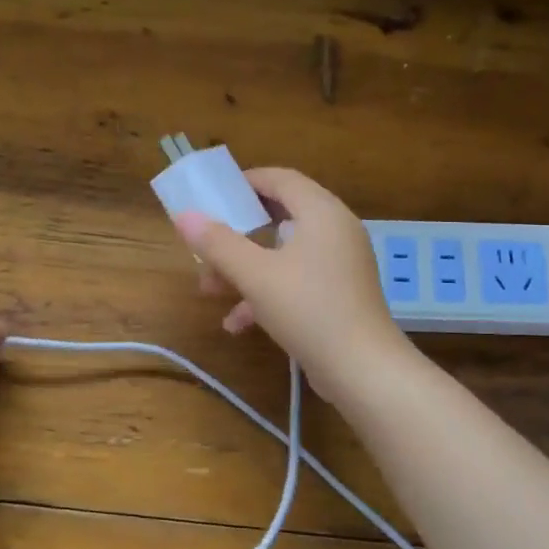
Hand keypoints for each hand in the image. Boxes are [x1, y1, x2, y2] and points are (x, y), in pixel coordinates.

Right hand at [174, 167, 415, 399]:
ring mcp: (341, 264)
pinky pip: (297, 280)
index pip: (281, 179)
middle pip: (280, 218)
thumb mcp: (256, 275)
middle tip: (207, 247)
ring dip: (245, 268)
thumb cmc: (308, 309)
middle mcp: (336, 230)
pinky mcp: (340, 294)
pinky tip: (238, 323)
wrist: (363, 369)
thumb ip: (219, 244)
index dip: (245, 182)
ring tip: (210, 291)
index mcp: (322, 212)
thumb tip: (184, 216)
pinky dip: (268, 293)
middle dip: (237, 235)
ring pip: (284, 254)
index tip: (214, 195)